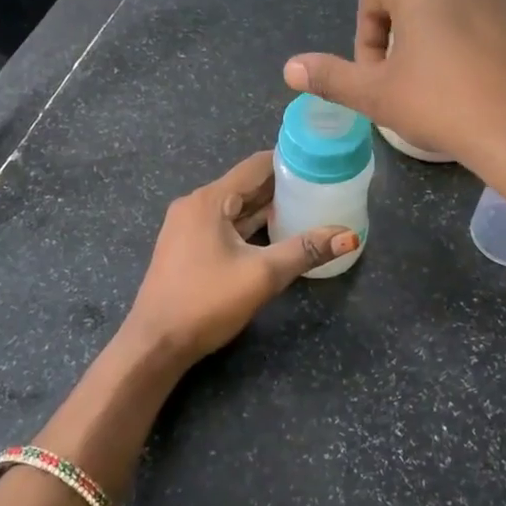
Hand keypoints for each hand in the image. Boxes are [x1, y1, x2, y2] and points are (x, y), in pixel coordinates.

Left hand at [121, 152, 357, 365]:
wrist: (155, 344)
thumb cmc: (206, 302)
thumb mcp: (262, 275)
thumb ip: (306, 250)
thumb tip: (350, 236)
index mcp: (209, 200)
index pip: (255, 166)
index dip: (289, 161)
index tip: (321, 162)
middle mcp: (195, 205)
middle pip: (245, 185)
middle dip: (282, 186)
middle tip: (322, 186)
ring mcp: (188, 227)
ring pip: (235, 208)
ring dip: (267, 208)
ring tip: (307, 206)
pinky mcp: (187, 248)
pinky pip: (225, 226)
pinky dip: (250, 226)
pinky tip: (276, 233)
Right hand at [284, 0, 505, 204]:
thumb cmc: (441, 104)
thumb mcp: (376, 95)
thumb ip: (330, 76)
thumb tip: (290, 68)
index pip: (373, 1)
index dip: (367, 44)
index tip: (377, 80)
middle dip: (406, 35)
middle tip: (410, 81)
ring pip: (461, 5)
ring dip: (448, 34)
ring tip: (452, 81)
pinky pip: (501, 19)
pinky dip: (489, 40)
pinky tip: (491, 78)